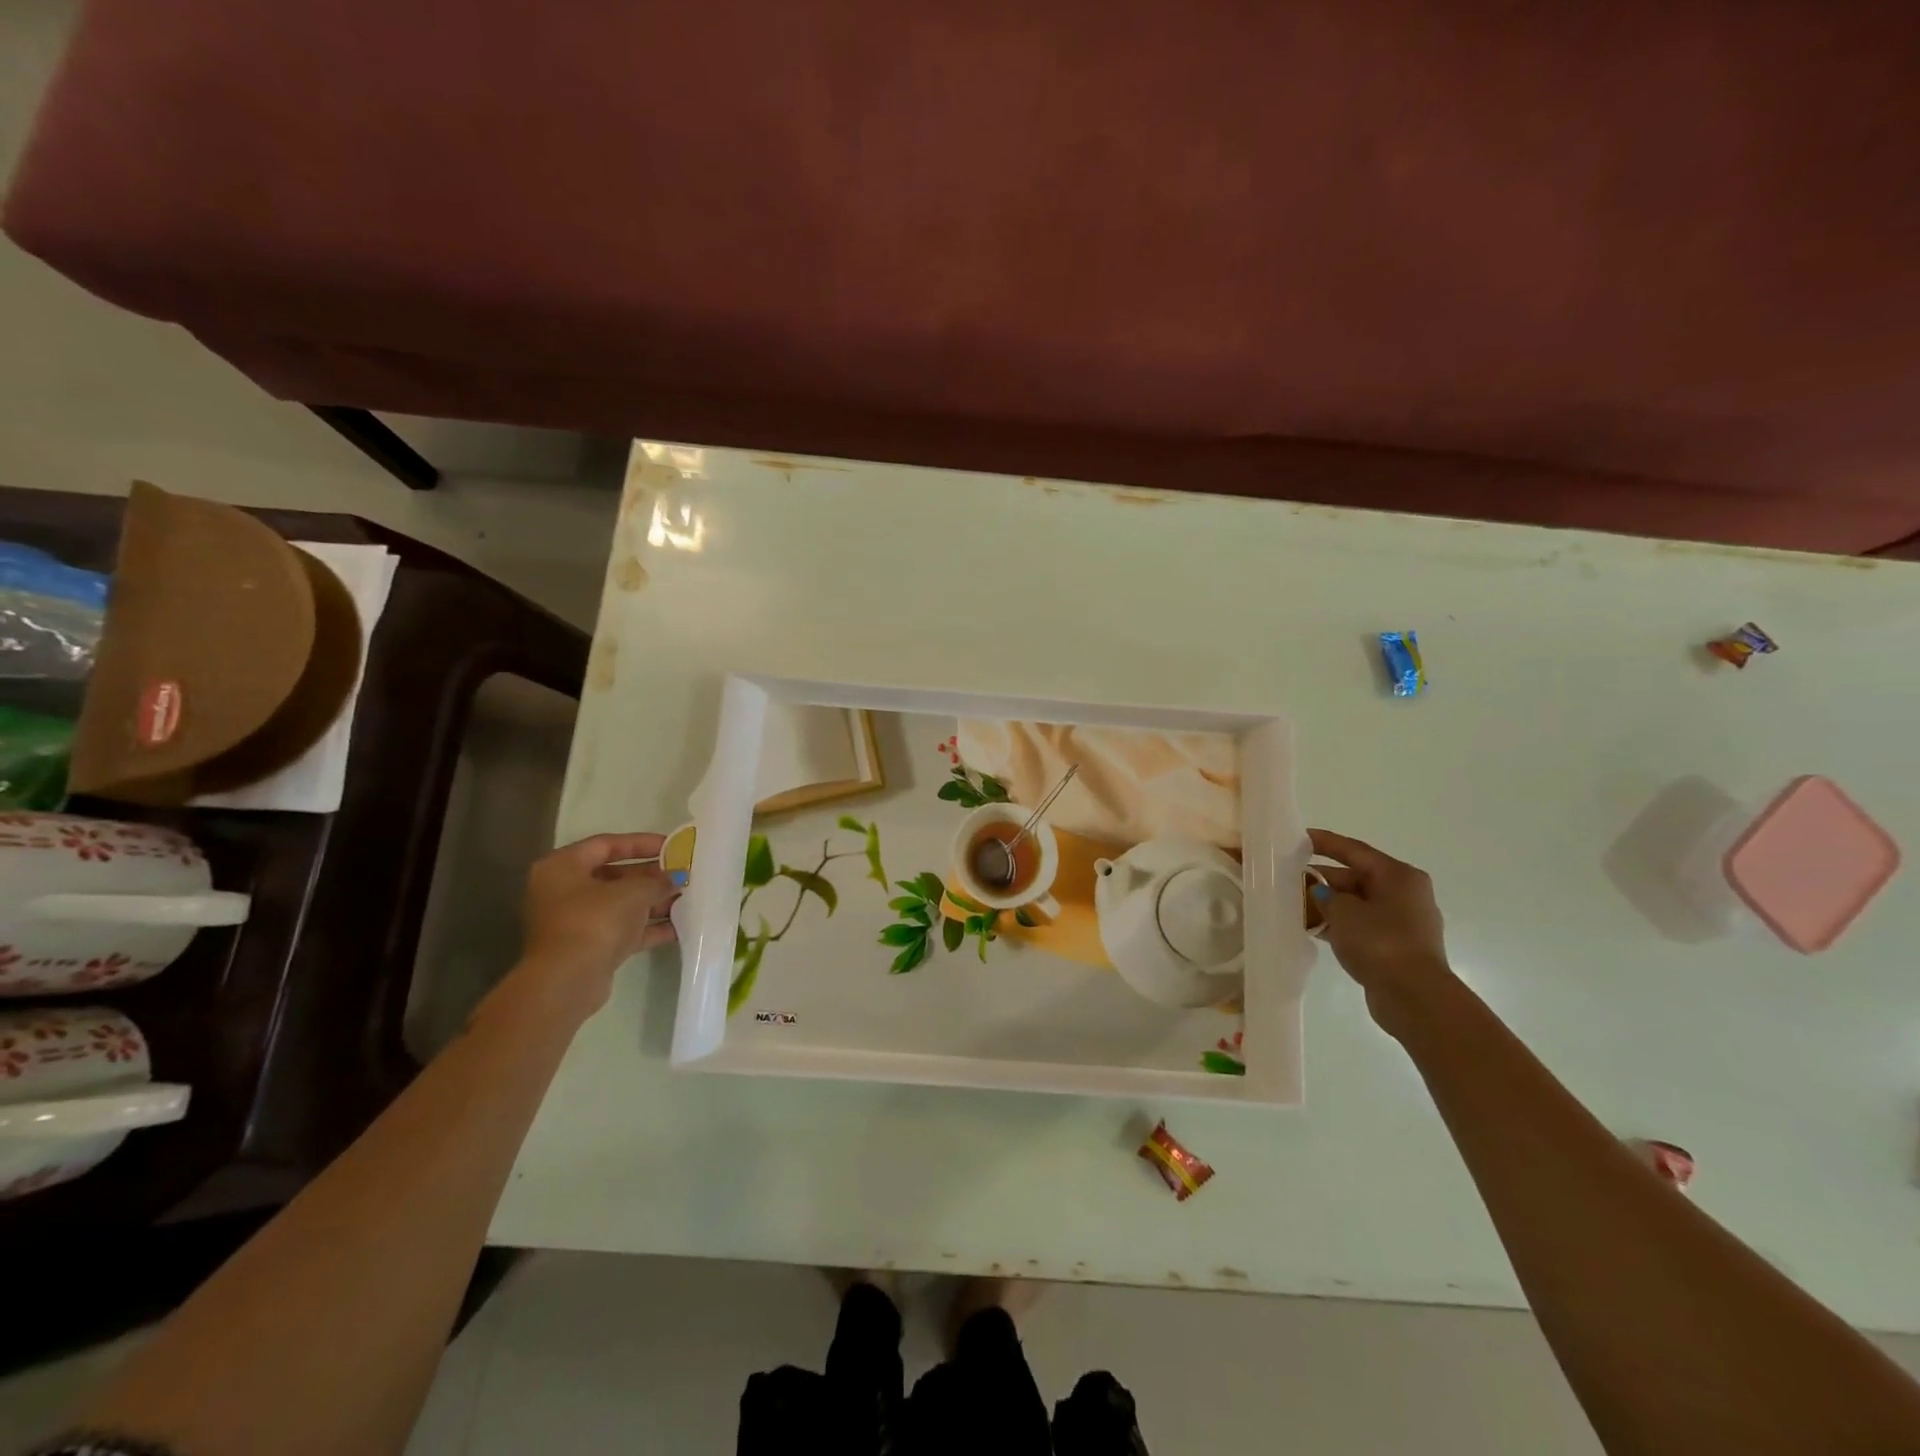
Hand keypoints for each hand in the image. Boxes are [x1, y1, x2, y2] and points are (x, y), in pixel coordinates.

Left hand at [519, 833, 679, 1010]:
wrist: (567, 981)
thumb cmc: (594, 921)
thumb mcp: (632, 893)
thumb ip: (657, 881)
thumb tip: (676, 877)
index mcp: (563, 867)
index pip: (606, 844)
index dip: (641, 843)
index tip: (672, 846)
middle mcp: (564, 891)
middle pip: (615, 875)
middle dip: (652, 876)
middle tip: (683, 874)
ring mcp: (576, 921)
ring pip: (621, 904)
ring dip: (654, 902)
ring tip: (688, 899)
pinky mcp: (589, 947)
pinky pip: (623, 929)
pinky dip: (649, 927)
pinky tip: (680, 926)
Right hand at [1308, 827, 1453, 1030]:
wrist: (1414, 997)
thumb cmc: (1380, 942)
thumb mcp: (1343, 912)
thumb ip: (1324, 895)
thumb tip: (1318, 892)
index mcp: (1399, 876)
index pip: (1354, 850)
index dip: (1324, 842)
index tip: (1297, 837)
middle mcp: (1405, 893)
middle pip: (1355, 877)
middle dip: (1321, 878)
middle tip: (1287, 878)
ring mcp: (1403, 921)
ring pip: (1357, 903)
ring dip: (1327, 903)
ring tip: (1293, 903)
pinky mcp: (1396, 946)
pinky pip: (1361, 925)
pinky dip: (1338, 924)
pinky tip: (1312, 927)